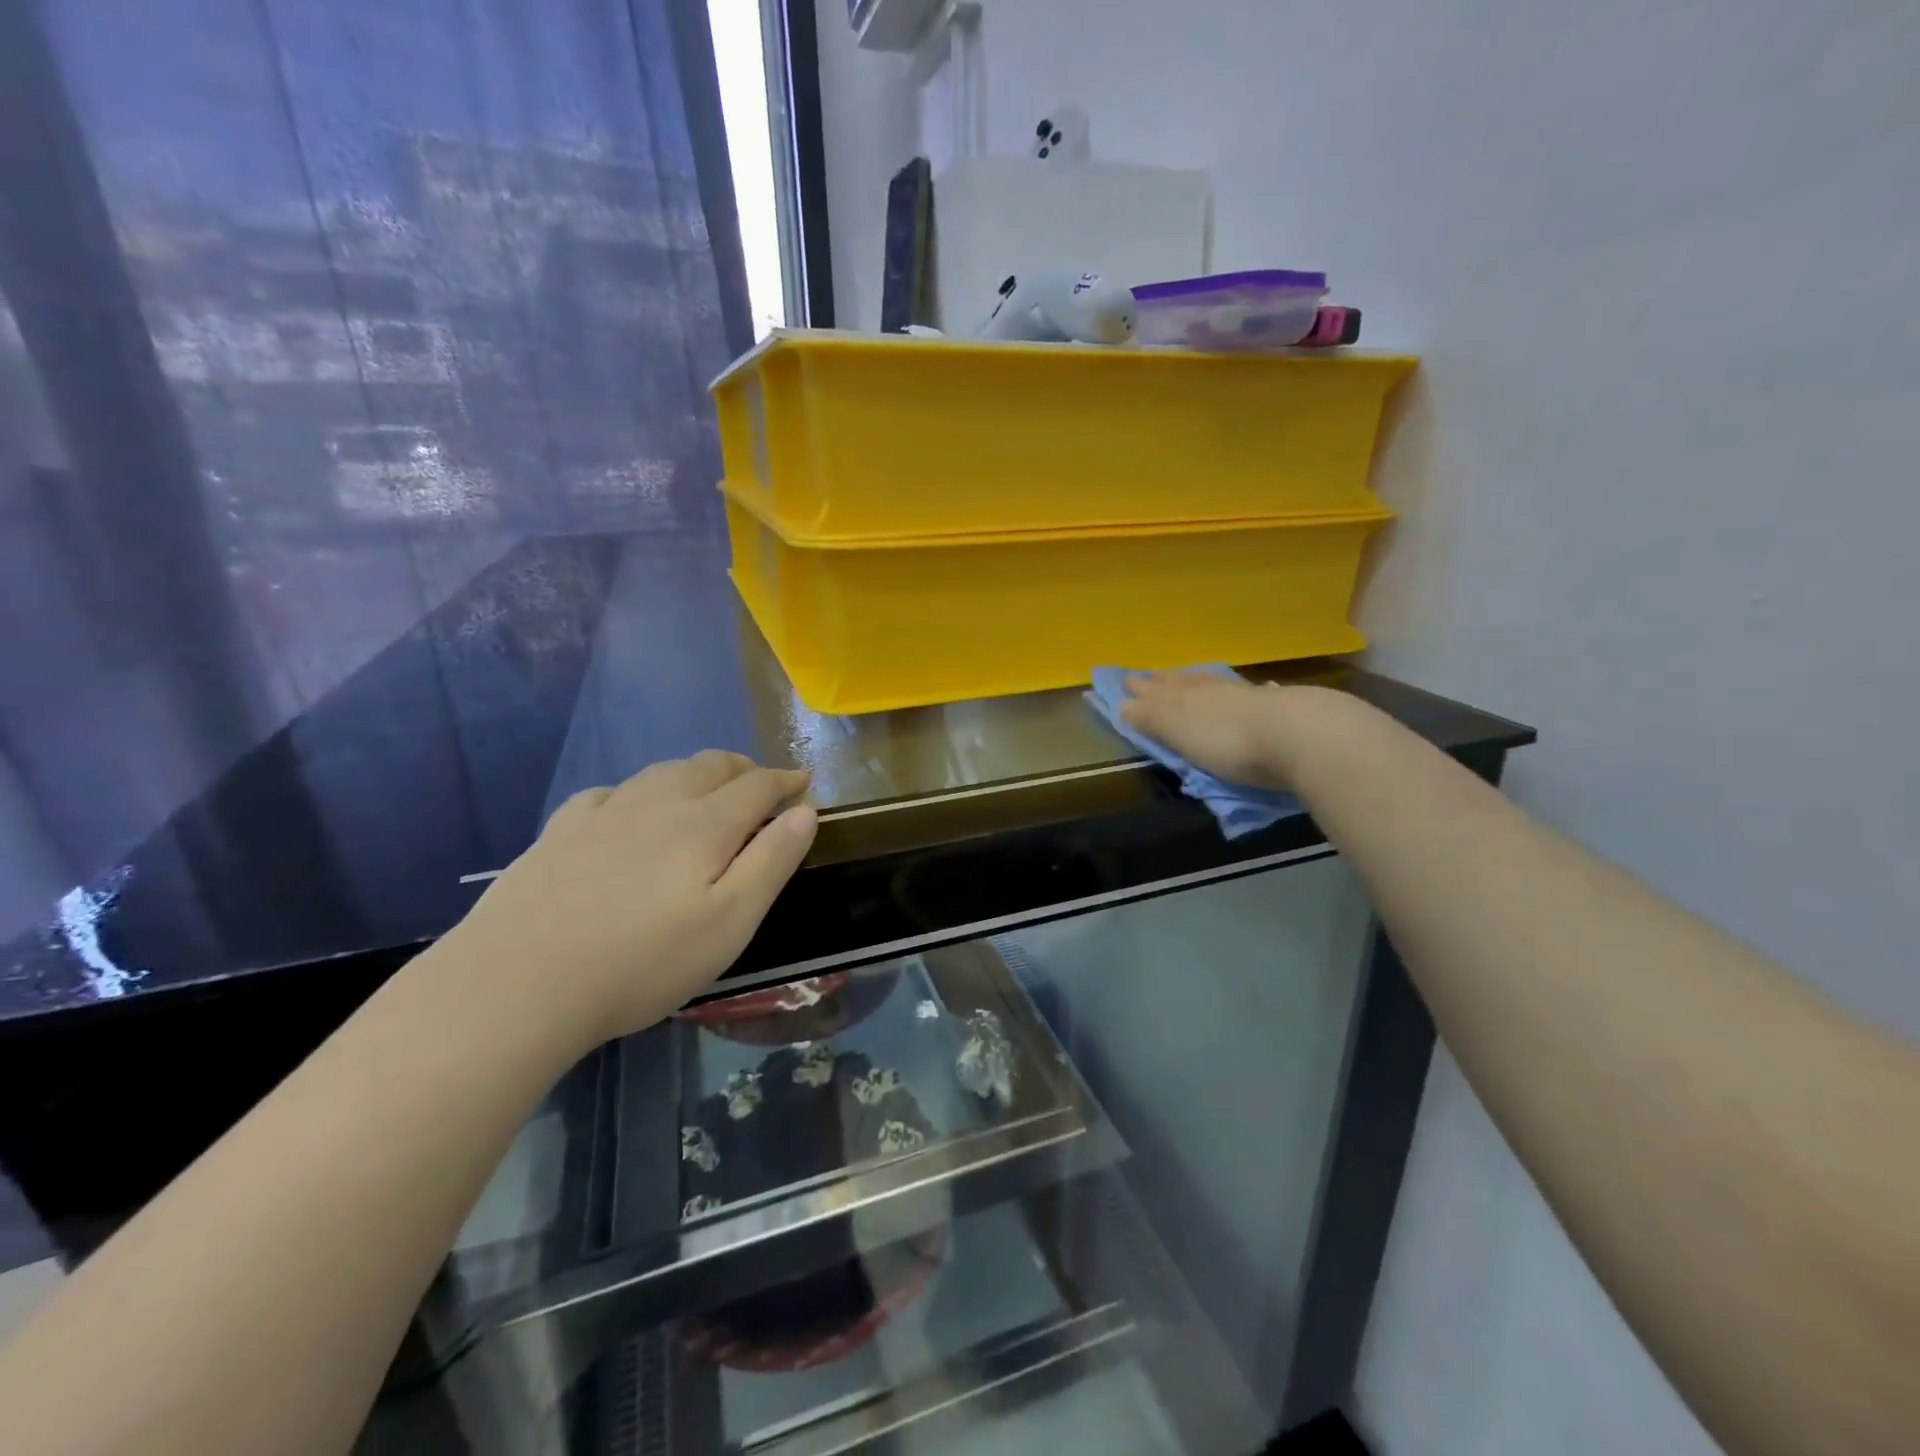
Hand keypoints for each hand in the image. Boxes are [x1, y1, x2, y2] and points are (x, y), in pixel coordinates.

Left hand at [441, 750, 816, 1050]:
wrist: (517, 984)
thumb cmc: (643, 961)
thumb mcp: (730, 922)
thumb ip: (772, 862)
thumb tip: (806, 811)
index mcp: (704, 825)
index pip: (757, 786)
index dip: (786, 780)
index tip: (804, 782)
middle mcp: (657, 804)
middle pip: (710, 766)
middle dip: (743, 769)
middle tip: (761, 783)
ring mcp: (603, 815)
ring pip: (661, 772)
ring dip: (694, 772)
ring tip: (705, 789)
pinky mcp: (559, 833)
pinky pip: (608, 793)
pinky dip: (636, 791)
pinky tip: (627, 810)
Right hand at [1118, 671, 1341, 788]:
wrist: (1298, 735)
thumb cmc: (1226, 740)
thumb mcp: (1178, 731)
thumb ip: (1152, 717)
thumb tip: (1123, 704)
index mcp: (1187, 696)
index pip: (1158, 691)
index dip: (1142, 689)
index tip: (1128, 682)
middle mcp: (1215, 690)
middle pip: (1186, 683)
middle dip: (1168, 682)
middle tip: (1154, 676)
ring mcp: (1251, 696)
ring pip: (1220, 685)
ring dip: (1204, 684)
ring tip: (1195, 679)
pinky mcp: (1283, 708)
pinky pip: (1259, 695)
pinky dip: (1253, 693)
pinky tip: (1260, 689)